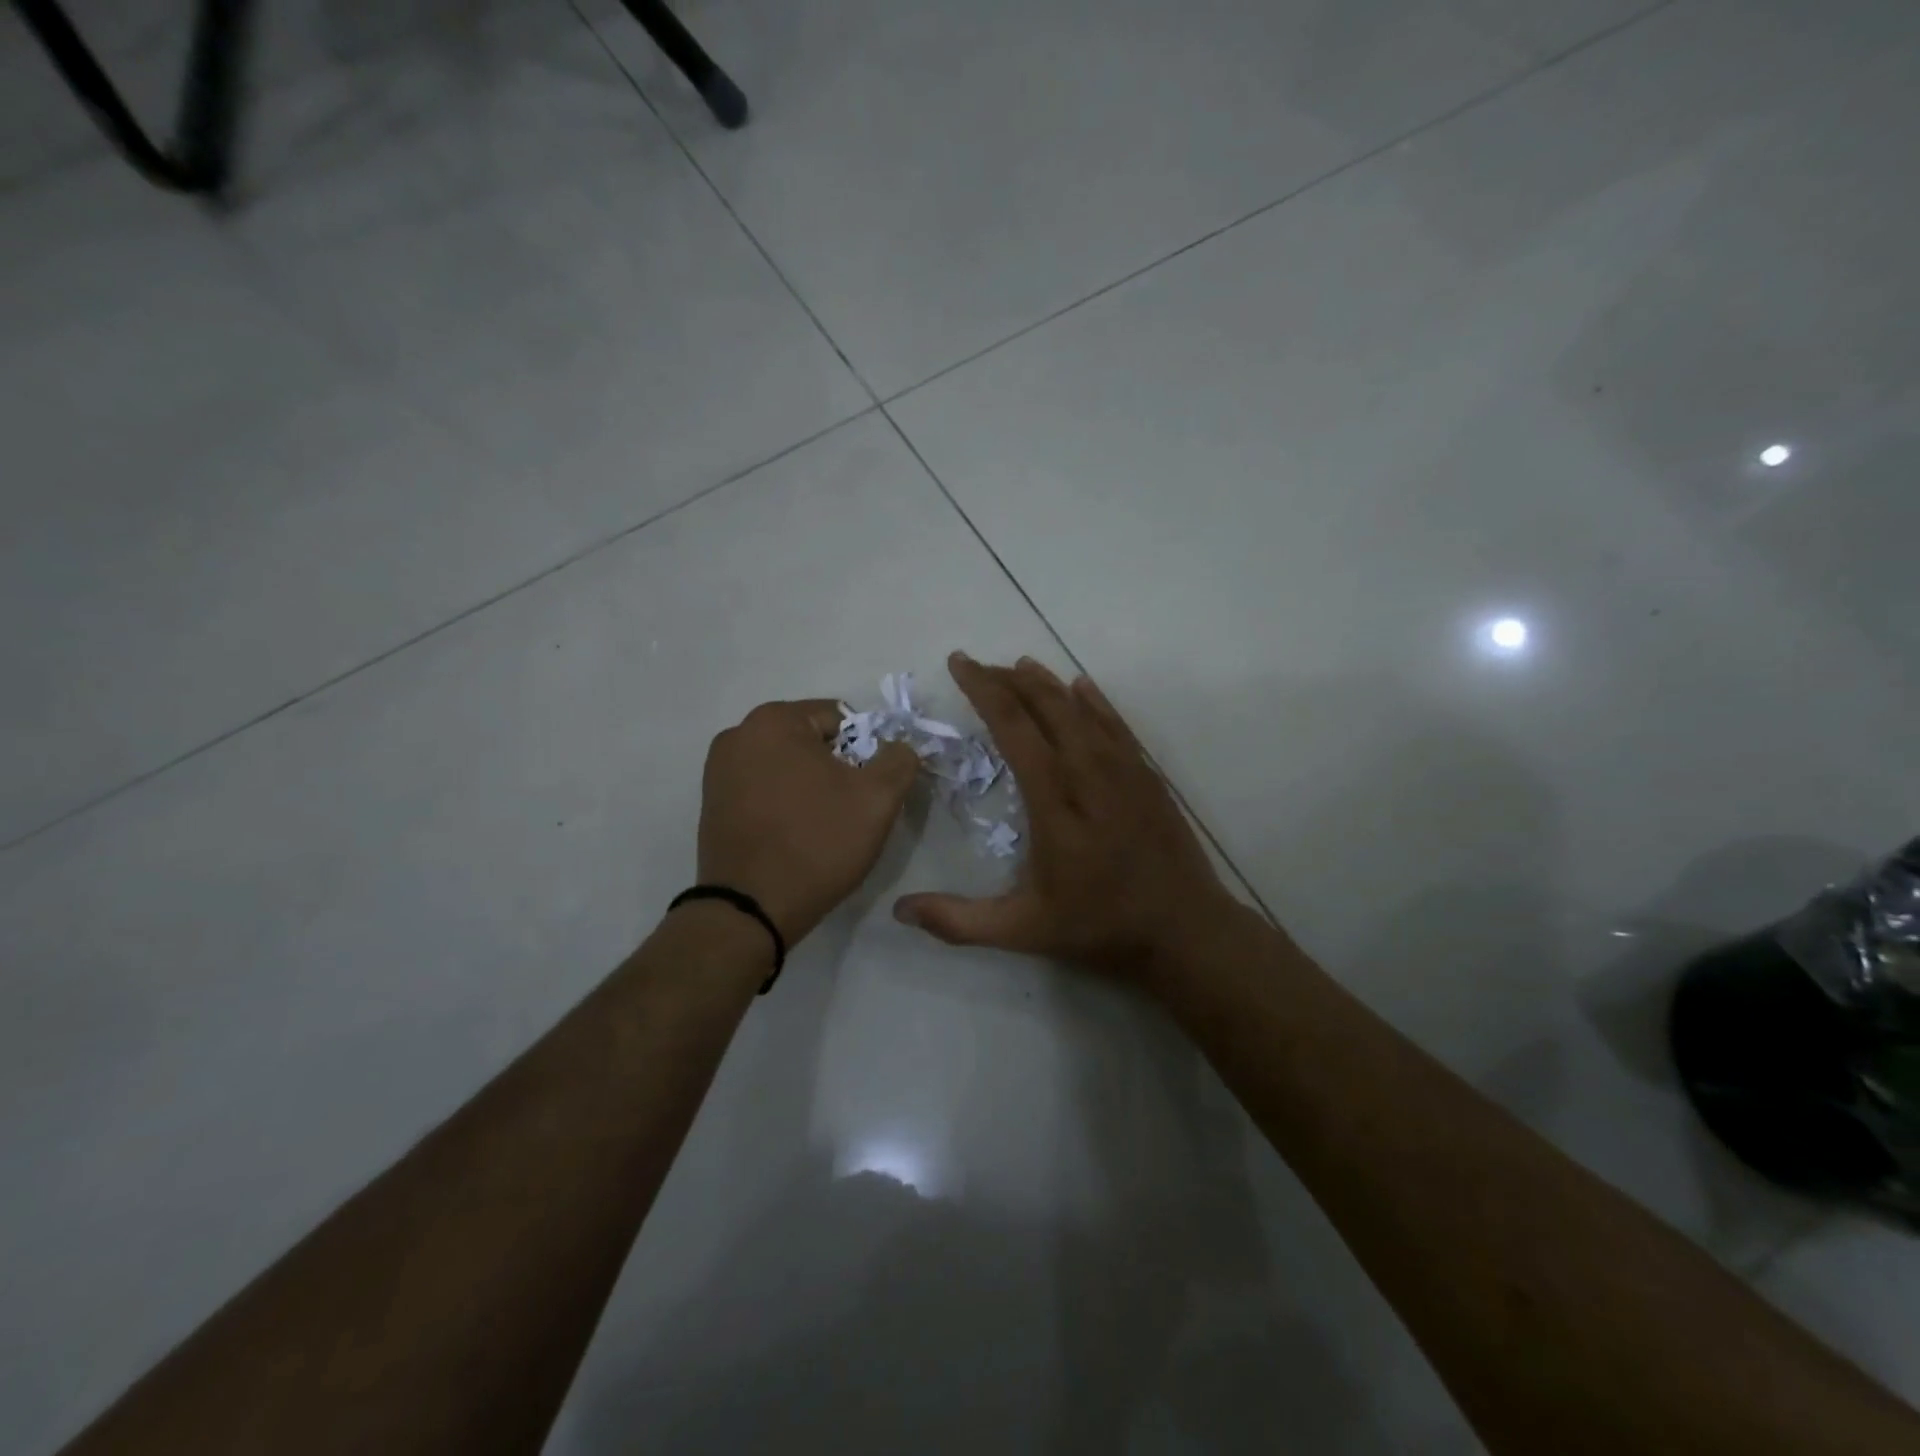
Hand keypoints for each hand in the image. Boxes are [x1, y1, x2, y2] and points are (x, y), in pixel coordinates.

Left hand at [698, 700, 918, 942]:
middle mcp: (738, 735)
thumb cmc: (817, 844)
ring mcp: (718, 770)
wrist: (751, 910)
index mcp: (774, 720)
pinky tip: (795, 835)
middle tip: (851, 810)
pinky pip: (764, 789)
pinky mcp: (712, 803)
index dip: (867, 752)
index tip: (870, 790)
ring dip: (811, 787)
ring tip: (823, 826)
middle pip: (812, 741)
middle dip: (837, 769)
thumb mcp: (878, 798)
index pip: (842, 719)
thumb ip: (899, 759)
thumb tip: (898, 747)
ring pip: (788, 766)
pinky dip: (785, 803)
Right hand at [893, 654, 1240, 987]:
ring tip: (1019, 667)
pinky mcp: (1147, 777)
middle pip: (1046, 709)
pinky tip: (1081, 686)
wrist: (1186, 930)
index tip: (959, 665)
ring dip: (1047, 685)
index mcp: (1055, 804)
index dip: (984, 692)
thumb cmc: (1100, 927)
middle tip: (978, 666)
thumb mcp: (1024, 931)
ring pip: (1082, 710)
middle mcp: (1090, 774)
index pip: (1015, 730)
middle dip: (1008, 681)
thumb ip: (960, 921)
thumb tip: (900, 911)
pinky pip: (1117, 725)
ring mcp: (1124, 771)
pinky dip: (1095, 701)